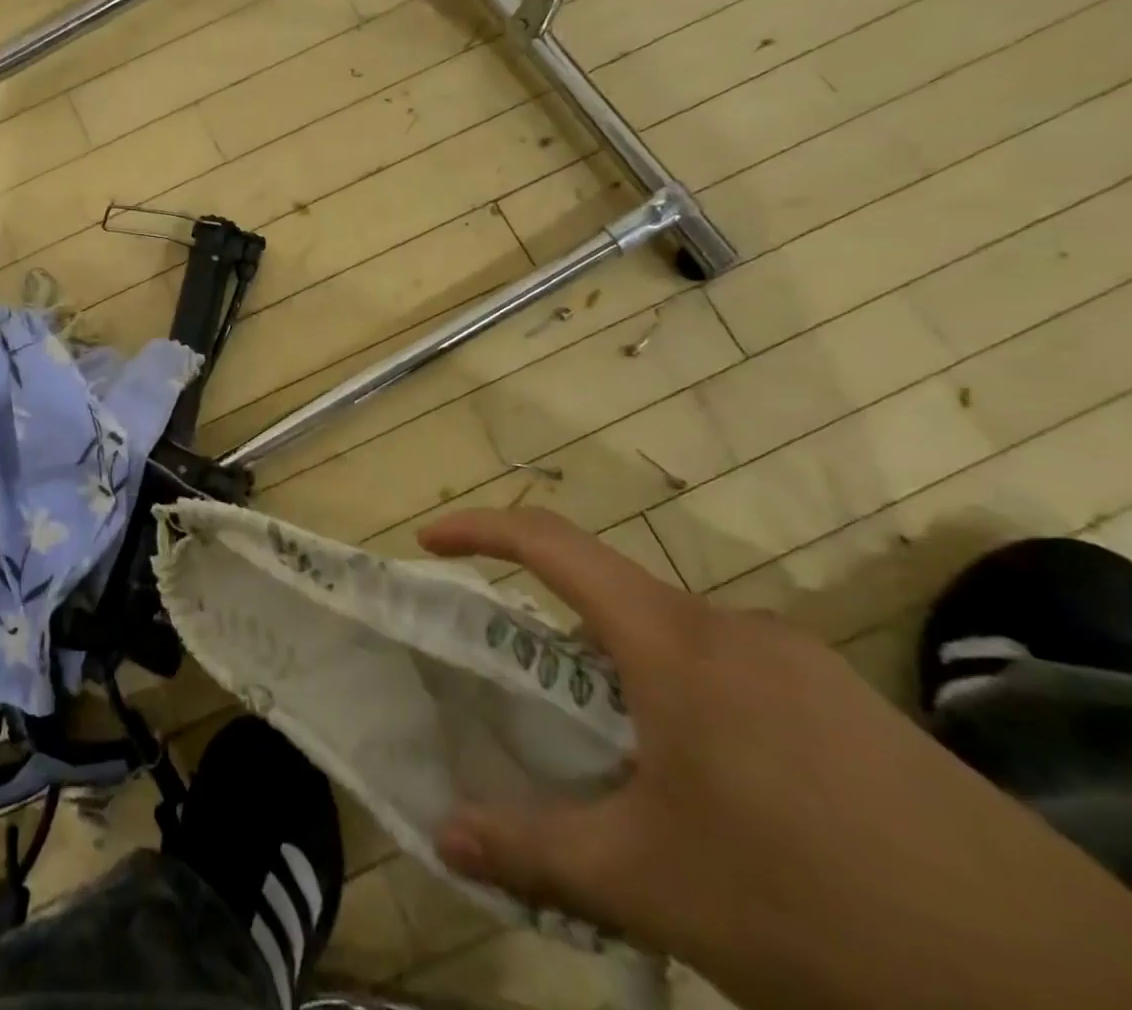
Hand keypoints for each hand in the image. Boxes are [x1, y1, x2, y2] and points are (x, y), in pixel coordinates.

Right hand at [420, 507, 1131, 1009]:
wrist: (1063, 993)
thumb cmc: (815, 905)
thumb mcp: (654, 884)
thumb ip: (536, 849)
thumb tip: (443, 835)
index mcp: (673, 641)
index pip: (552, 544)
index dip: (480, 529)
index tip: (430, 542)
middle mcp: (732, 628)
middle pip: (611, 598)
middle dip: (554, 638)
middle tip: (528, 704)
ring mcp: (800, 663)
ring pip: (674, 642)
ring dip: (625, 681)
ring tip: (621, 769)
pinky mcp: (851, 706)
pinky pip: (734, 676)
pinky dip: (687, 705)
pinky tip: (716, 797)